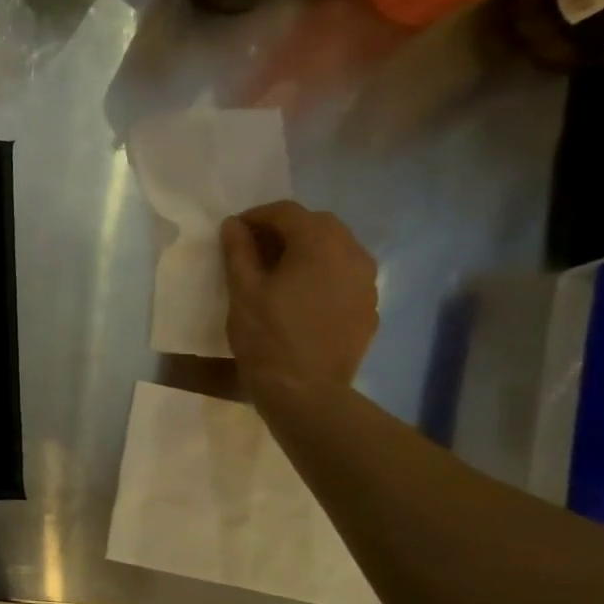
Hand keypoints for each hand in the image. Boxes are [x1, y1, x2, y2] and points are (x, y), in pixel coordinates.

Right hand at [221, 200, 377, 394]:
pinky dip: (324, 273)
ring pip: (338, 248)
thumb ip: (238, 251)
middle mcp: (352, 254)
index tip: (235, 231)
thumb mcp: (243, 291)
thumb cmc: (267, 336)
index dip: (257, 216)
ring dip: (308, 249)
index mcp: (319, 245)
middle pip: (319, 224)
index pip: (288, 212)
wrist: (305, 390)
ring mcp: (367, 282)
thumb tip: (233, 225)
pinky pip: (346, 275)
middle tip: (255, 248)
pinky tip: (302, 295)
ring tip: (280, 270)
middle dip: (286, 229)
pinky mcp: (369, 307)